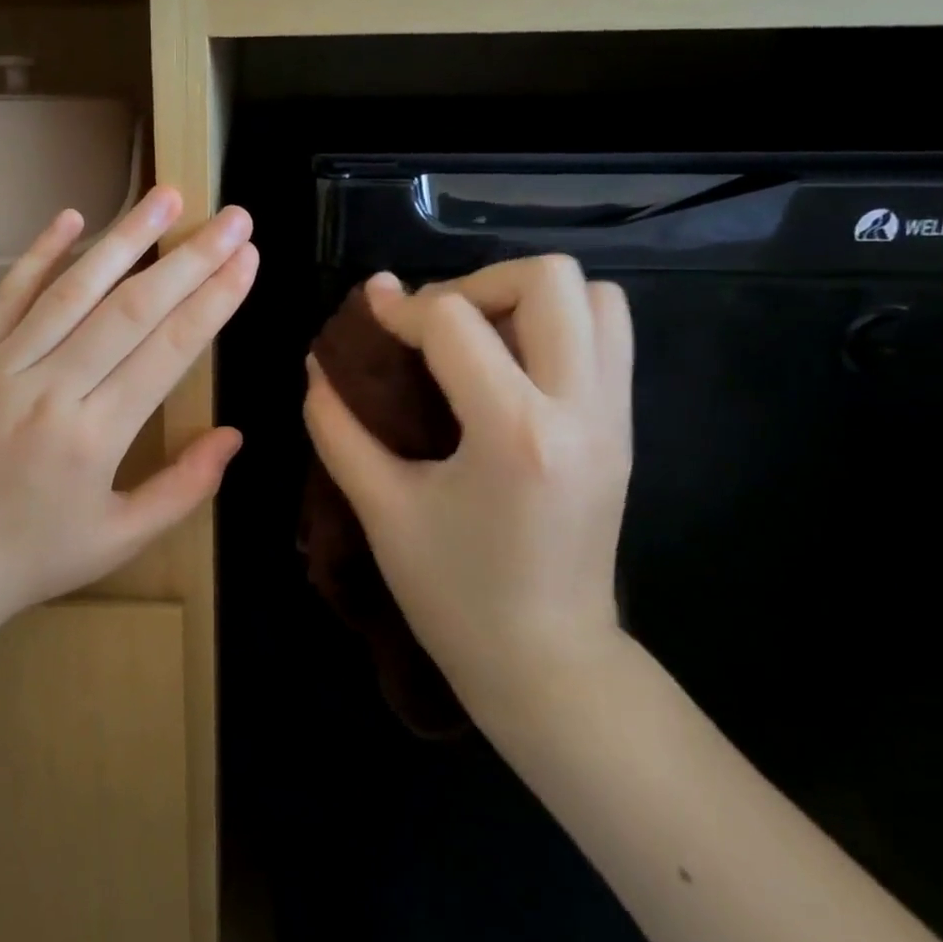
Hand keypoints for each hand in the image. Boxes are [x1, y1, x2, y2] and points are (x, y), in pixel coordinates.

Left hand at [0, 186, 257, 632]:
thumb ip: (184, 488)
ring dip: (125, 237)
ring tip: (166, 196)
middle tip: (231, 216)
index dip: (214, 300)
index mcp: (95, 436)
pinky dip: (40, 254)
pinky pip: (6, 296)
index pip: (168, 349)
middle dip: (190, 258)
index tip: (247, 258)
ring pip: (74, 289)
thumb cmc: (34, 558)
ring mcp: (1, 367)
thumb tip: (235, 435)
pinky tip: (72, 216)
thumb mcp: (121, 539)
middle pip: (132, 308)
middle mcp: (50, 389)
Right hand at [302, 256, 633, 702]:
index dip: (399, 308)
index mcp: (513, 434)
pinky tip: (508, 368)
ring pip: (597, 296)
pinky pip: (609, 335)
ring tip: (477, 339)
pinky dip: (559, 325)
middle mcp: (580, 409)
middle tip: (434, 324)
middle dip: (476, 282)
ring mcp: (615, 416)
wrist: (548, 662)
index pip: (454, 320)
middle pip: (548, 279)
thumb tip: (317, 364)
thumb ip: (337, 427)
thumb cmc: (453, 594)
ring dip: (526, 298)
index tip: (369, 321)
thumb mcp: (380, 508)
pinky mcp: (625, 427)